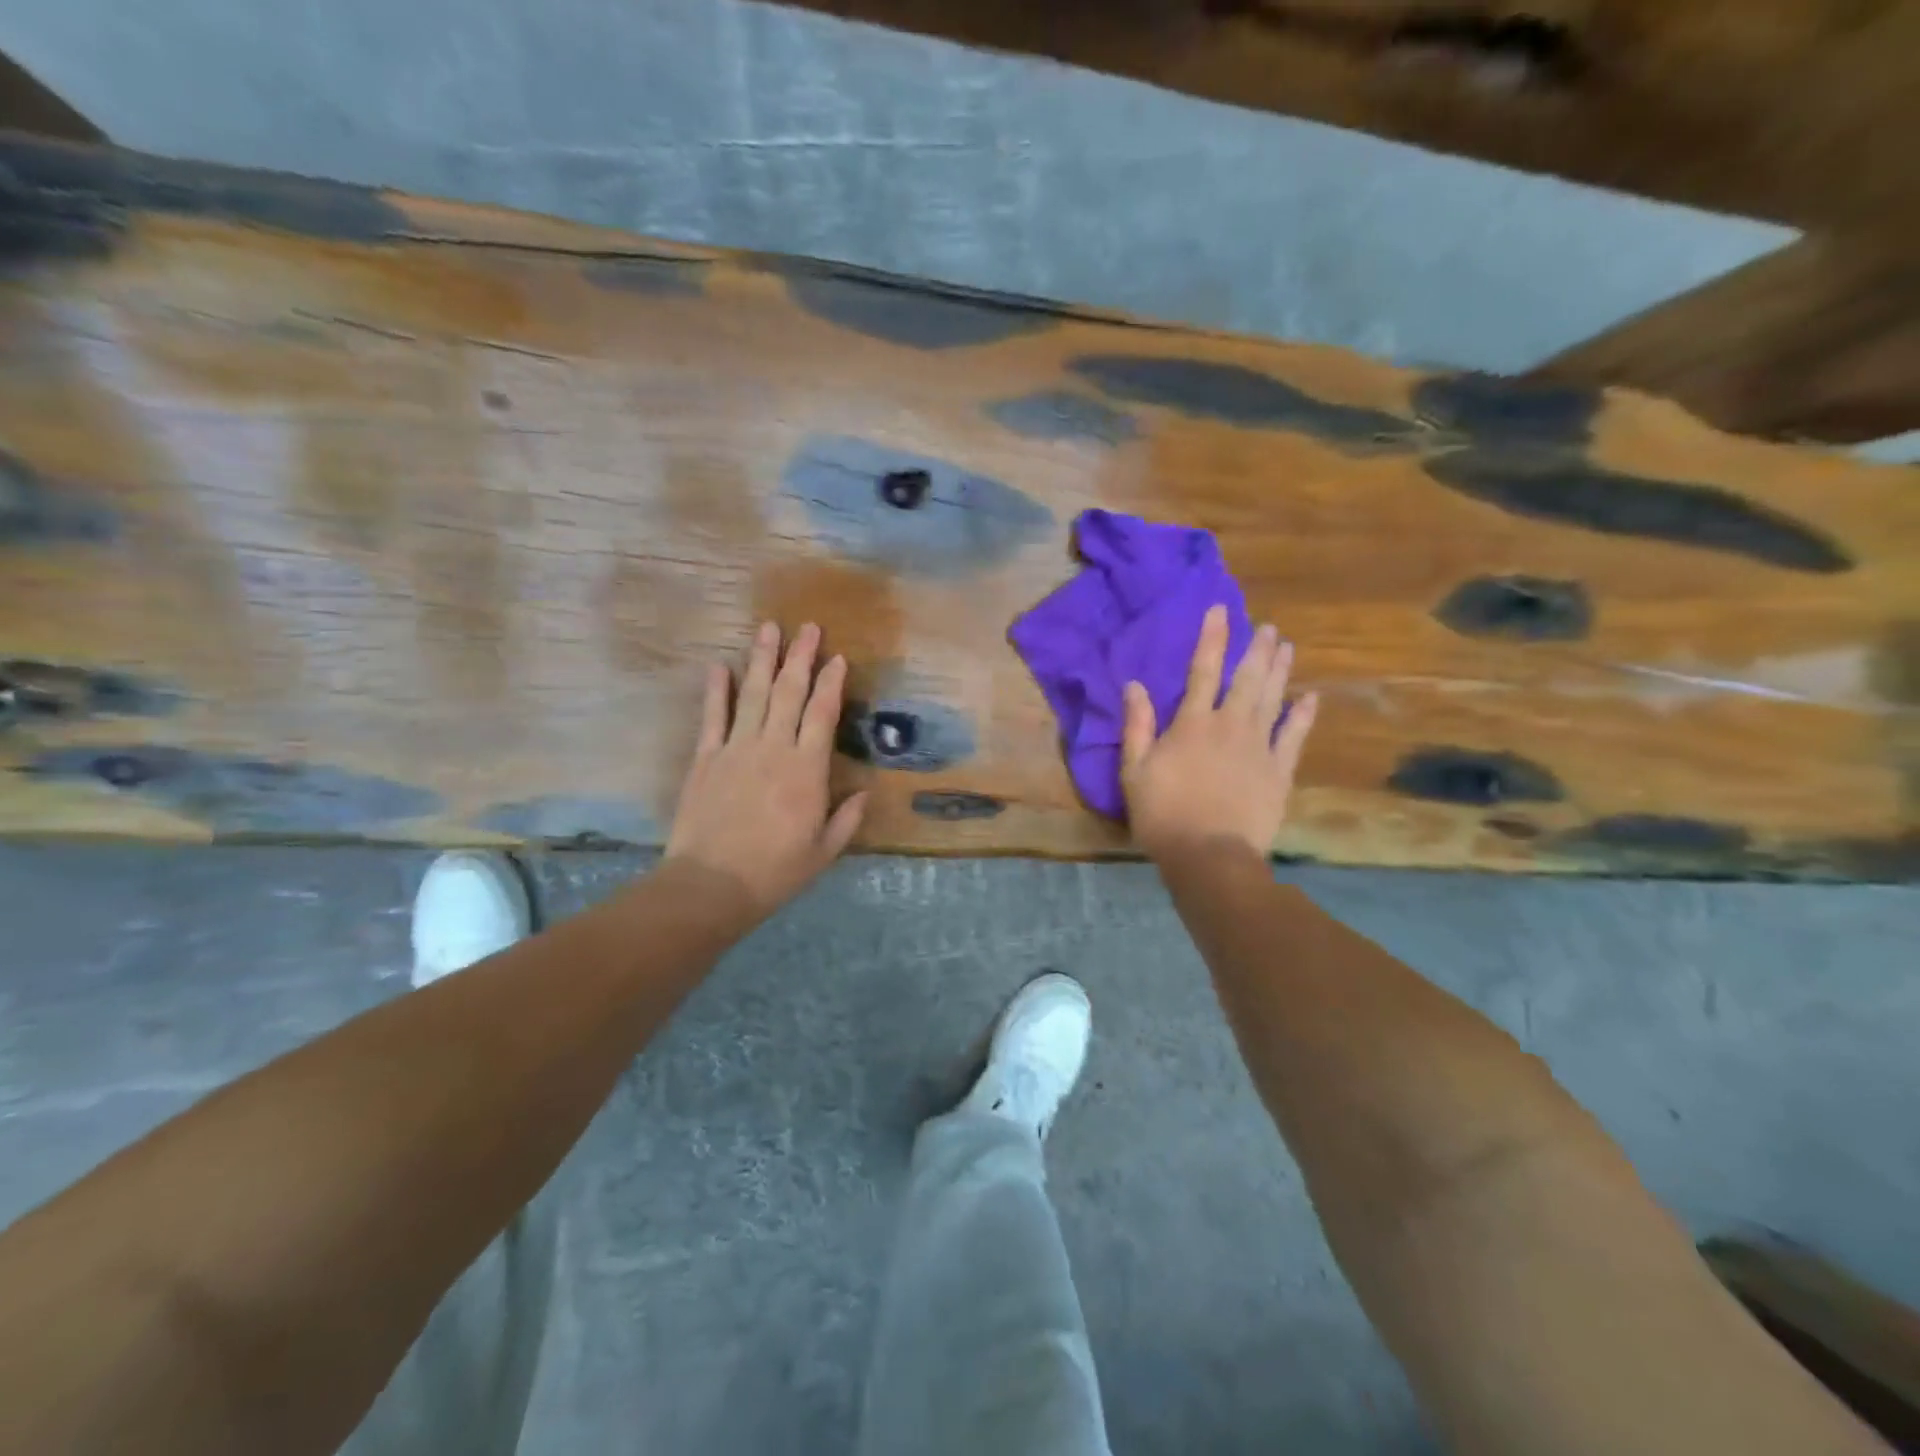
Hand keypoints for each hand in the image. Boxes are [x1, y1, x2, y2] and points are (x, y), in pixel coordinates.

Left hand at [665, 621, 866, 916]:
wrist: (711, 885)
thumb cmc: (774, 872)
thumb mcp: (823, 852)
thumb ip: (847, 819)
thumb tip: (865, 792)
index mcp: (807, 770)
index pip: (823, 714)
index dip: (831, 682)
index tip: (837, 657)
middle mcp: (773, 748)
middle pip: (789, 693)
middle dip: (800, 657)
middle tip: (808, 627)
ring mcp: (736, 749)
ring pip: (752, 694)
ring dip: (762, 659)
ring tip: (768, 628)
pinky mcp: (705, 759)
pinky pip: (712, 717)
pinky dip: (715, 689)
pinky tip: (718, 665)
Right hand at [1121, 604, 1318, 861]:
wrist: (1210, 855)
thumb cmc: (1163, 814)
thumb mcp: (1134, 771)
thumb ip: (1137, 726)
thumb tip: (1134, 685)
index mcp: (1192, 723)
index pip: (1202, 671)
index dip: (1212, 638)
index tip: (1221, 611)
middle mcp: (1230, 725)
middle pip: (1246, 679)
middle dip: (1256, 649)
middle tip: (1268, 627)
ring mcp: (1259, 747)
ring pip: (1272, 699)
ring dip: (1280, 671)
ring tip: (1286, 646)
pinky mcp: (1279, 771)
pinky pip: (1295, 736)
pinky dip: (1303, 715)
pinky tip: (1309, 697)